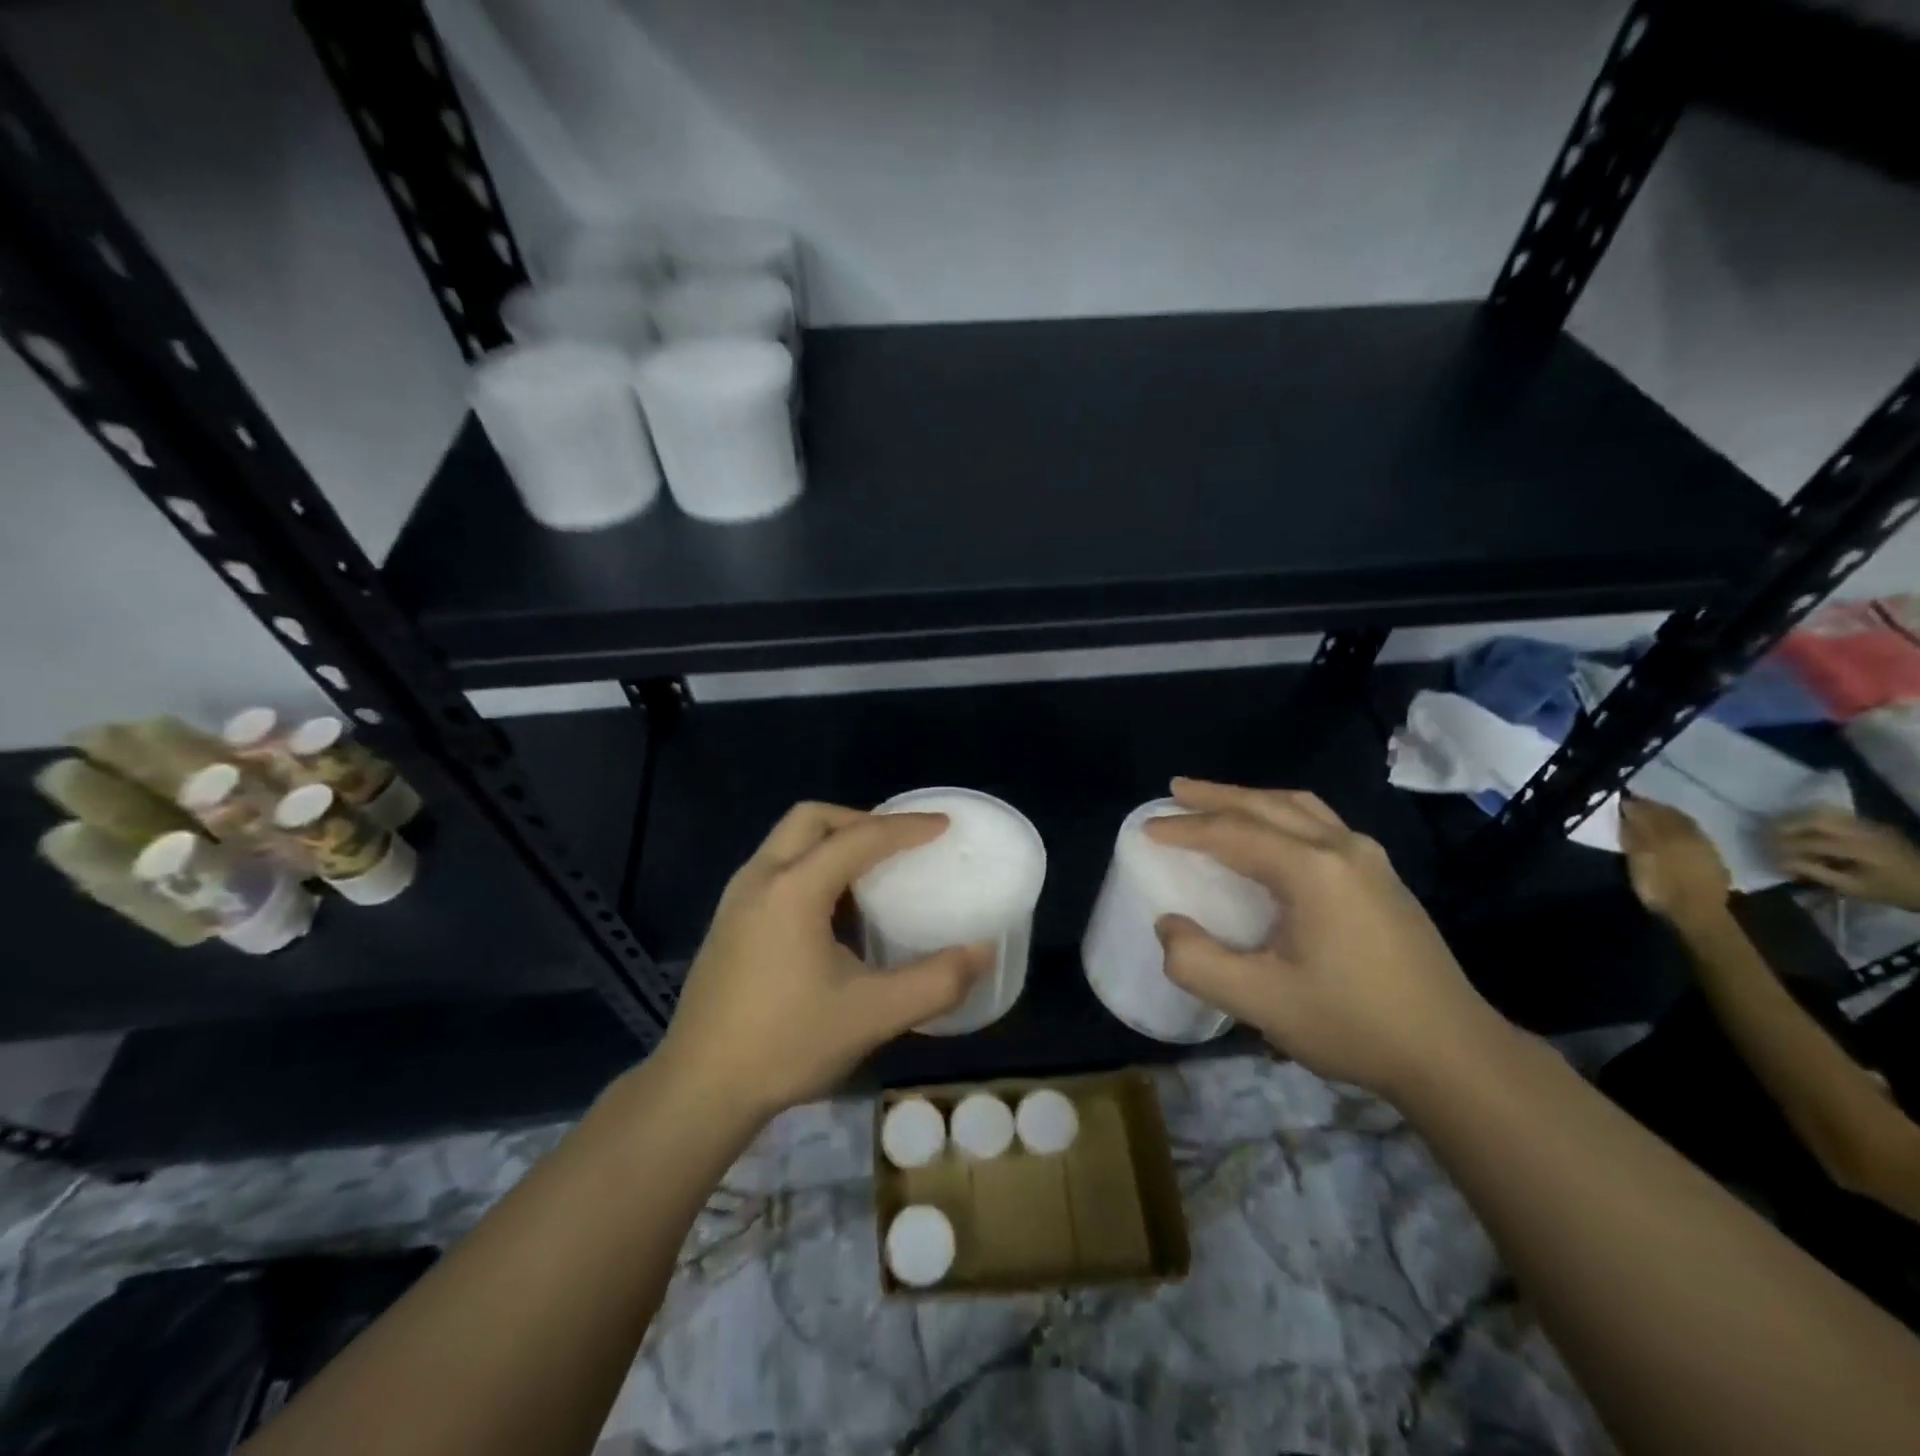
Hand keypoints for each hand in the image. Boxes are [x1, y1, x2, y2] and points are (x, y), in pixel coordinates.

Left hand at [655, 803, 987, 1119]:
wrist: (698, 1090)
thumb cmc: (786, 1044)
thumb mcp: (872, 1015)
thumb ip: (935, 982)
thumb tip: (982, 952)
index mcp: (794, 888)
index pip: (858, 838)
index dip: (905, 828)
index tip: (943, 826)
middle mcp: (760, 878)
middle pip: (812, 819)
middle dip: (859, 820)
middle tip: (898, 844)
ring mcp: (737, 899)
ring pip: (788, 841)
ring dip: (832, 841)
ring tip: (871, 872)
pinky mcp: (728, 923)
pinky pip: (776, 868)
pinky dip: (811, 865)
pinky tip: (833, 911)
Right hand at [1144, 779, 1510, 1099]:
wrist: (1454, 1055)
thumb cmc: (1353, 1023)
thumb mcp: (1261, 1002)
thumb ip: (1198, 962)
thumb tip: (1168, 925)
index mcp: (1312, 869)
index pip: (1234, 833)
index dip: (1185, 828)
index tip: (1147, 828)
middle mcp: (1343, 848)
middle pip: (1267, 805)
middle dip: (1216, 796)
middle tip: (1174, 791)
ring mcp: (1370, 860)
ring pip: (1300, 808)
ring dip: (1252, 800)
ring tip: (1216, 802)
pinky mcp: (1384, 878)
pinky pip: (1320, 823)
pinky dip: (1282, 814)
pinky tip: (1273, 835)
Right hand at [1619, 797, 1731, 926]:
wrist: (1698, 914)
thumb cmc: (1660, 887)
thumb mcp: (1637, 861)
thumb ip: (1632, 836)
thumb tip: (1626, 814)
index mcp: (1669, 831)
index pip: (1649, 810)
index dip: (1634, 804)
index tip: (1620, 801)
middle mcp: (1690, 833)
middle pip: (1669, 814)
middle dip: (1652, 808)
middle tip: (1635, 806)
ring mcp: (1705, 845)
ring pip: (1684, 823)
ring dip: (1668, 817)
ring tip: (1653, 818)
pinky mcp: (1713, 858)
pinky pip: (1694, 835)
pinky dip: (1681, 830)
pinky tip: (1674, 835)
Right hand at [1771, 808, 1919, 910]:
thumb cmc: (1891, 891)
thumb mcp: (1854, 888)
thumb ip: (1817, 873)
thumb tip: (1781, 862)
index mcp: (1860, 849)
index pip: (1811, 842)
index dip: (1785, 848)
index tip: (1768, 856)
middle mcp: (1863, 831)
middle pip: (1815, 819)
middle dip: (1786, 826)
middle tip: (1766, 835)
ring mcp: (1869, 824)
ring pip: (1824, 811)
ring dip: (1797, 818)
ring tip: (1779, 828)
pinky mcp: (1871, 823)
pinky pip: (1836, 813)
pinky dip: (1813, 817)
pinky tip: (1804, 826)